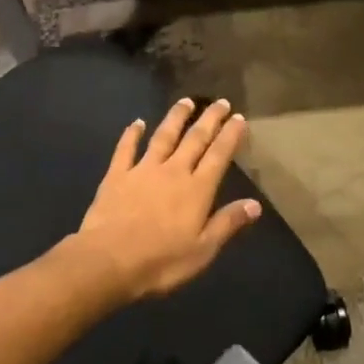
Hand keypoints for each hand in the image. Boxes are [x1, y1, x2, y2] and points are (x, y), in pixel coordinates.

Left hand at [61, 98, 262, 303]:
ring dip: (176, 117)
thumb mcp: (202, 250)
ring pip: (163, 136)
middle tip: (221, 102)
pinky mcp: (117, 175)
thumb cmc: (161, 262)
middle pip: (194, 139)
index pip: (218, 156)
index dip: (230, 135)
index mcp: (196, 190)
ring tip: (186, 101)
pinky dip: (132, 134)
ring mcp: (142, 170)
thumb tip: (255, 204)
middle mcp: (172, 171)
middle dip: (210, 119)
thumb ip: (227, 223)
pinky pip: (126, 148)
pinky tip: (136, 122)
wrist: (108, 260)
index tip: (239, 118)